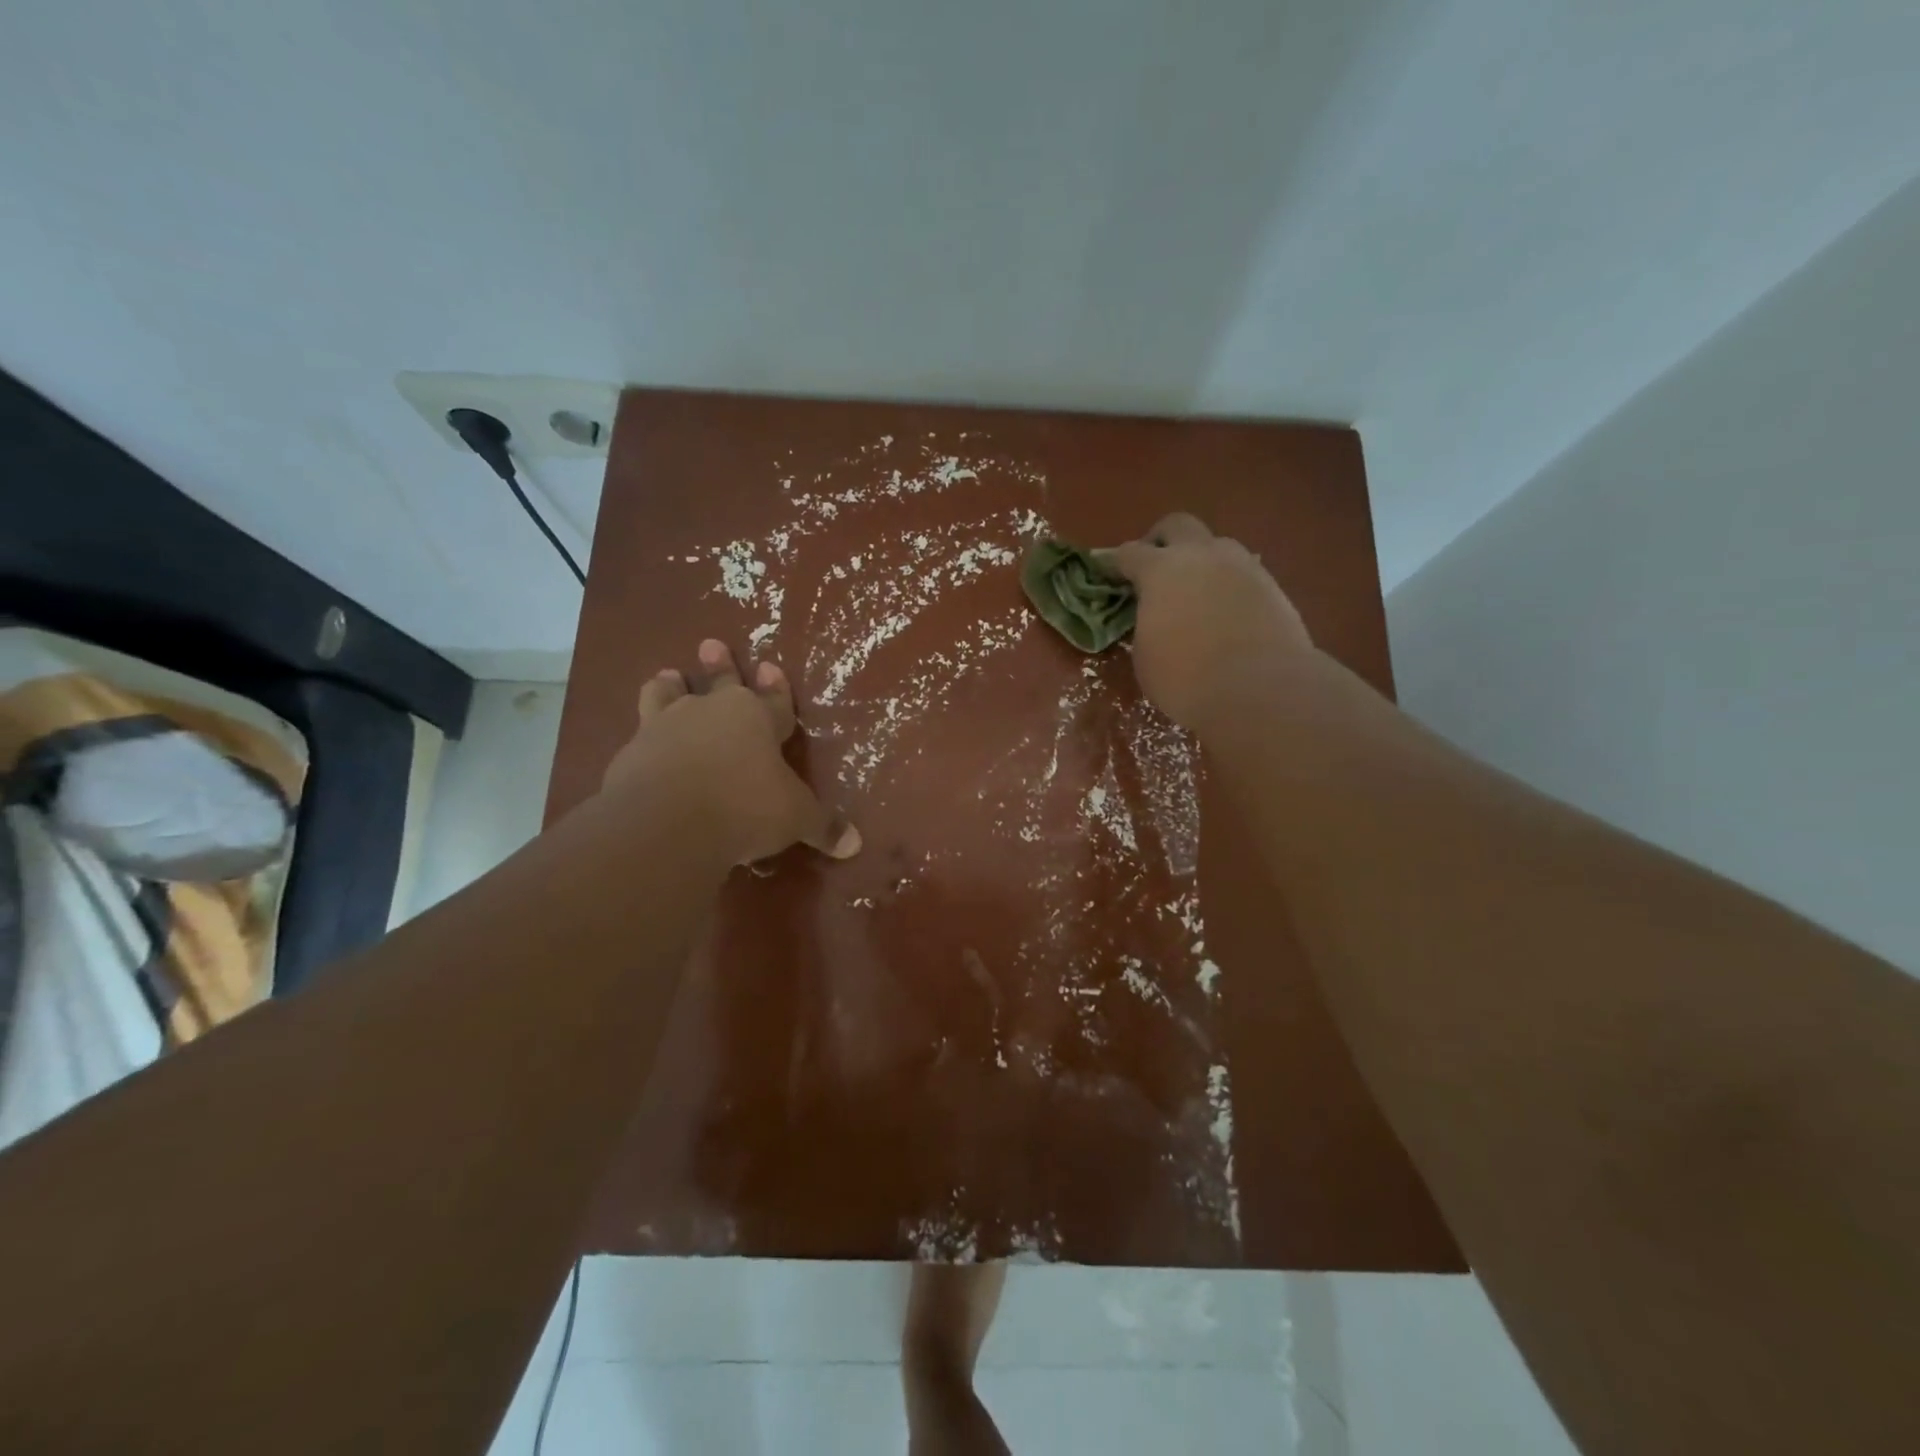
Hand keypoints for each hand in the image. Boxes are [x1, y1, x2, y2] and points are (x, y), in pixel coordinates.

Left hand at [603, 638, 860, 864]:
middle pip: (719, 682)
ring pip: (668, 696)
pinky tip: (640, 744)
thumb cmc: (745, 807)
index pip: (773, 699)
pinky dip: (643, 736)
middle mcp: (711, 713)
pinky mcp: (631, 753)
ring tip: (667, 677)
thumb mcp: (795, 819)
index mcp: (756, 719)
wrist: (667, 822)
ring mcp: (666, 728)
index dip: (776, 688)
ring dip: (670, 687)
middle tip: (711, 644)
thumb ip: (822, 827)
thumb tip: (854, 844)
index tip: (769, 666)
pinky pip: (639, 735)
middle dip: (720, 665)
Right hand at [1098, 512, 1313, 735]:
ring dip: (1201, 560)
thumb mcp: (1146, 656)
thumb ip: (1146, 625)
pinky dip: (1229, 584)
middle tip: (1155, 569)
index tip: (1109, 574)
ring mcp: (1242, 566)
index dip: (1115, 563)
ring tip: (1196, 592)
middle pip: (1177, 525)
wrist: (1260, 690)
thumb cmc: (1186, 678)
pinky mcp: (1273, 586)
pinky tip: (1226, 611)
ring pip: (1217, 545)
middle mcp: (1201, 555)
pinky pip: (1243, 572)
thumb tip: (1156, 620)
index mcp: (1160, 570)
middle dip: (1161, 541)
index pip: (1129, 553)